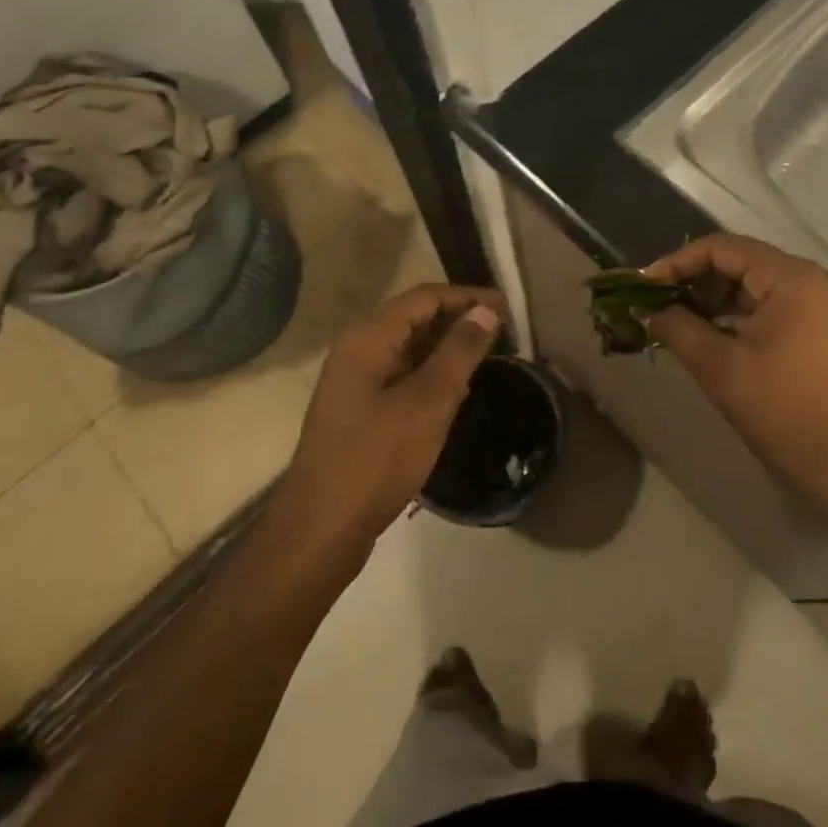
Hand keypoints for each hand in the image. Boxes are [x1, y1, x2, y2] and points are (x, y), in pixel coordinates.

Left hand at [283, 282, 504, 546]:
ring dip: (447, 347)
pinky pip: (402, 375)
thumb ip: (459, 352)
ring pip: (410, 348)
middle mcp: (358, 350)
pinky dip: (431, 374)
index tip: (506, 307)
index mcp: (368, 338)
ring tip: (488, 356)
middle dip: (459, 320)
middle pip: (415, 318)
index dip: (467, 296)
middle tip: (503, 331)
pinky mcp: (360, 408)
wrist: (321, 530)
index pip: (425, 297)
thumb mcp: (428, 402)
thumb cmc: (376, 459)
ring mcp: (356, 381)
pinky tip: (457, 390)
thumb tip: (485, 311)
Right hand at [646, 235, 827, 502]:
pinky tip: (717, 334)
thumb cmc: (782, 410)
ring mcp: (825, 303)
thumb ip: (678, 327)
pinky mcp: (827, 327)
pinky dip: (742, 312)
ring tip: (682, 321)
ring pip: (758, 283)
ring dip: (718, 297)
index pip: (723, 247)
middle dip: (697, 279)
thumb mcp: (719, 367)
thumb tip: (650, 311)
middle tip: (660, 304)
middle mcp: (813, 278)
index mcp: (791, 277)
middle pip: (743, 260)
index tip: (646, 286)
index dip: (679, 261)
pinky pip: (776, 303)